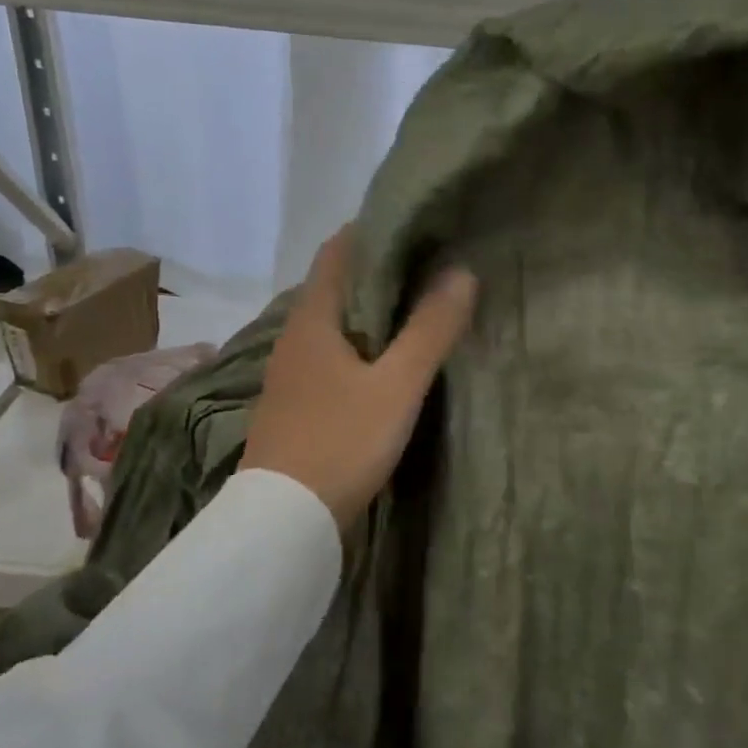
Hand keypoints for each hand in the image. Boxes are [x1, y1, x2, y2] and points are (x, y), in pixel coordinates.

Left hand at [240, 227, 477, 531]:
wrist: (284, 521)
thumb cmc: (340, 441)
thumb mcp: (397, 385)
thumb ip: (430, 329)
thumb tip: (462, 272)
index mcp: (312, 320)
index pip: (337, 252)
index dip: (372, 232)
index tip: (416, 226)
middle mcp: (294, 337)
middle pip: (335, 286)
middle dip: (379, 271)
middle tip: (431, 265)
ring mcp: (291, 373)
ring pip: (334, 324)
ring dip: (370, 311)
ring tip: (418, 308)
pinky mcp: (297, 403)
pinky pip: (331, 355)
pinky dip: (360, 345)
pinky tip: (386, 361)